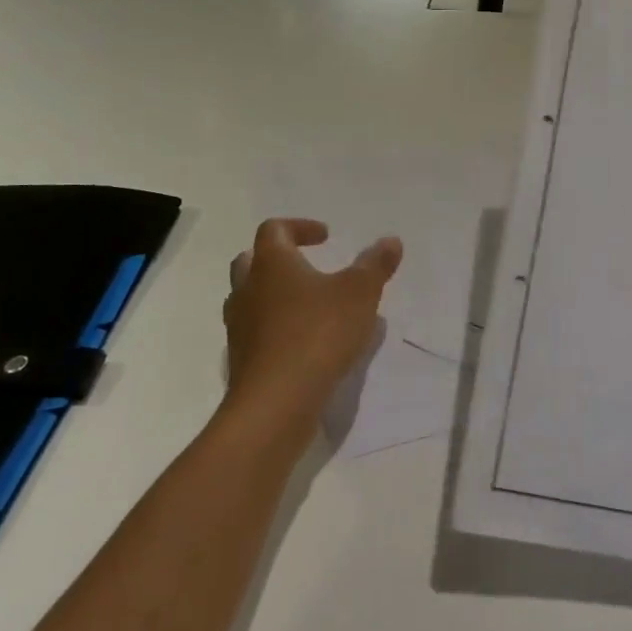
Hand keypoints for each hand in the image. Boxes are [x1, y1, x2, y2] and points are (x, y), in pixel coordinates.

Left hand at [223, 218, 402, 434]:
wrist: (276, 403)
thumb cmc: (318, 333)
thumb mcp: (360, 293)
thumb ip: (375, 265)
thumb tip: (391, 241)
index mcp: (271, 264)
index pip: (274, 229)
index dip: (299, 227)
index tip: (326, 237)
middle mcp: (248, 290)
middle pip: (251, 261)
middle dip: (279, 259)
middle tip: (308, 266)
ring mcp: (240, 328)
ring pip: (251, 300)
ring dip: (276, 297)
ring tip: (312, 308)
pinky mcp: (242, 361)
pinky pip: (258, 334)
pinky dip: (278, 330)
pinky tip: (307, 344)